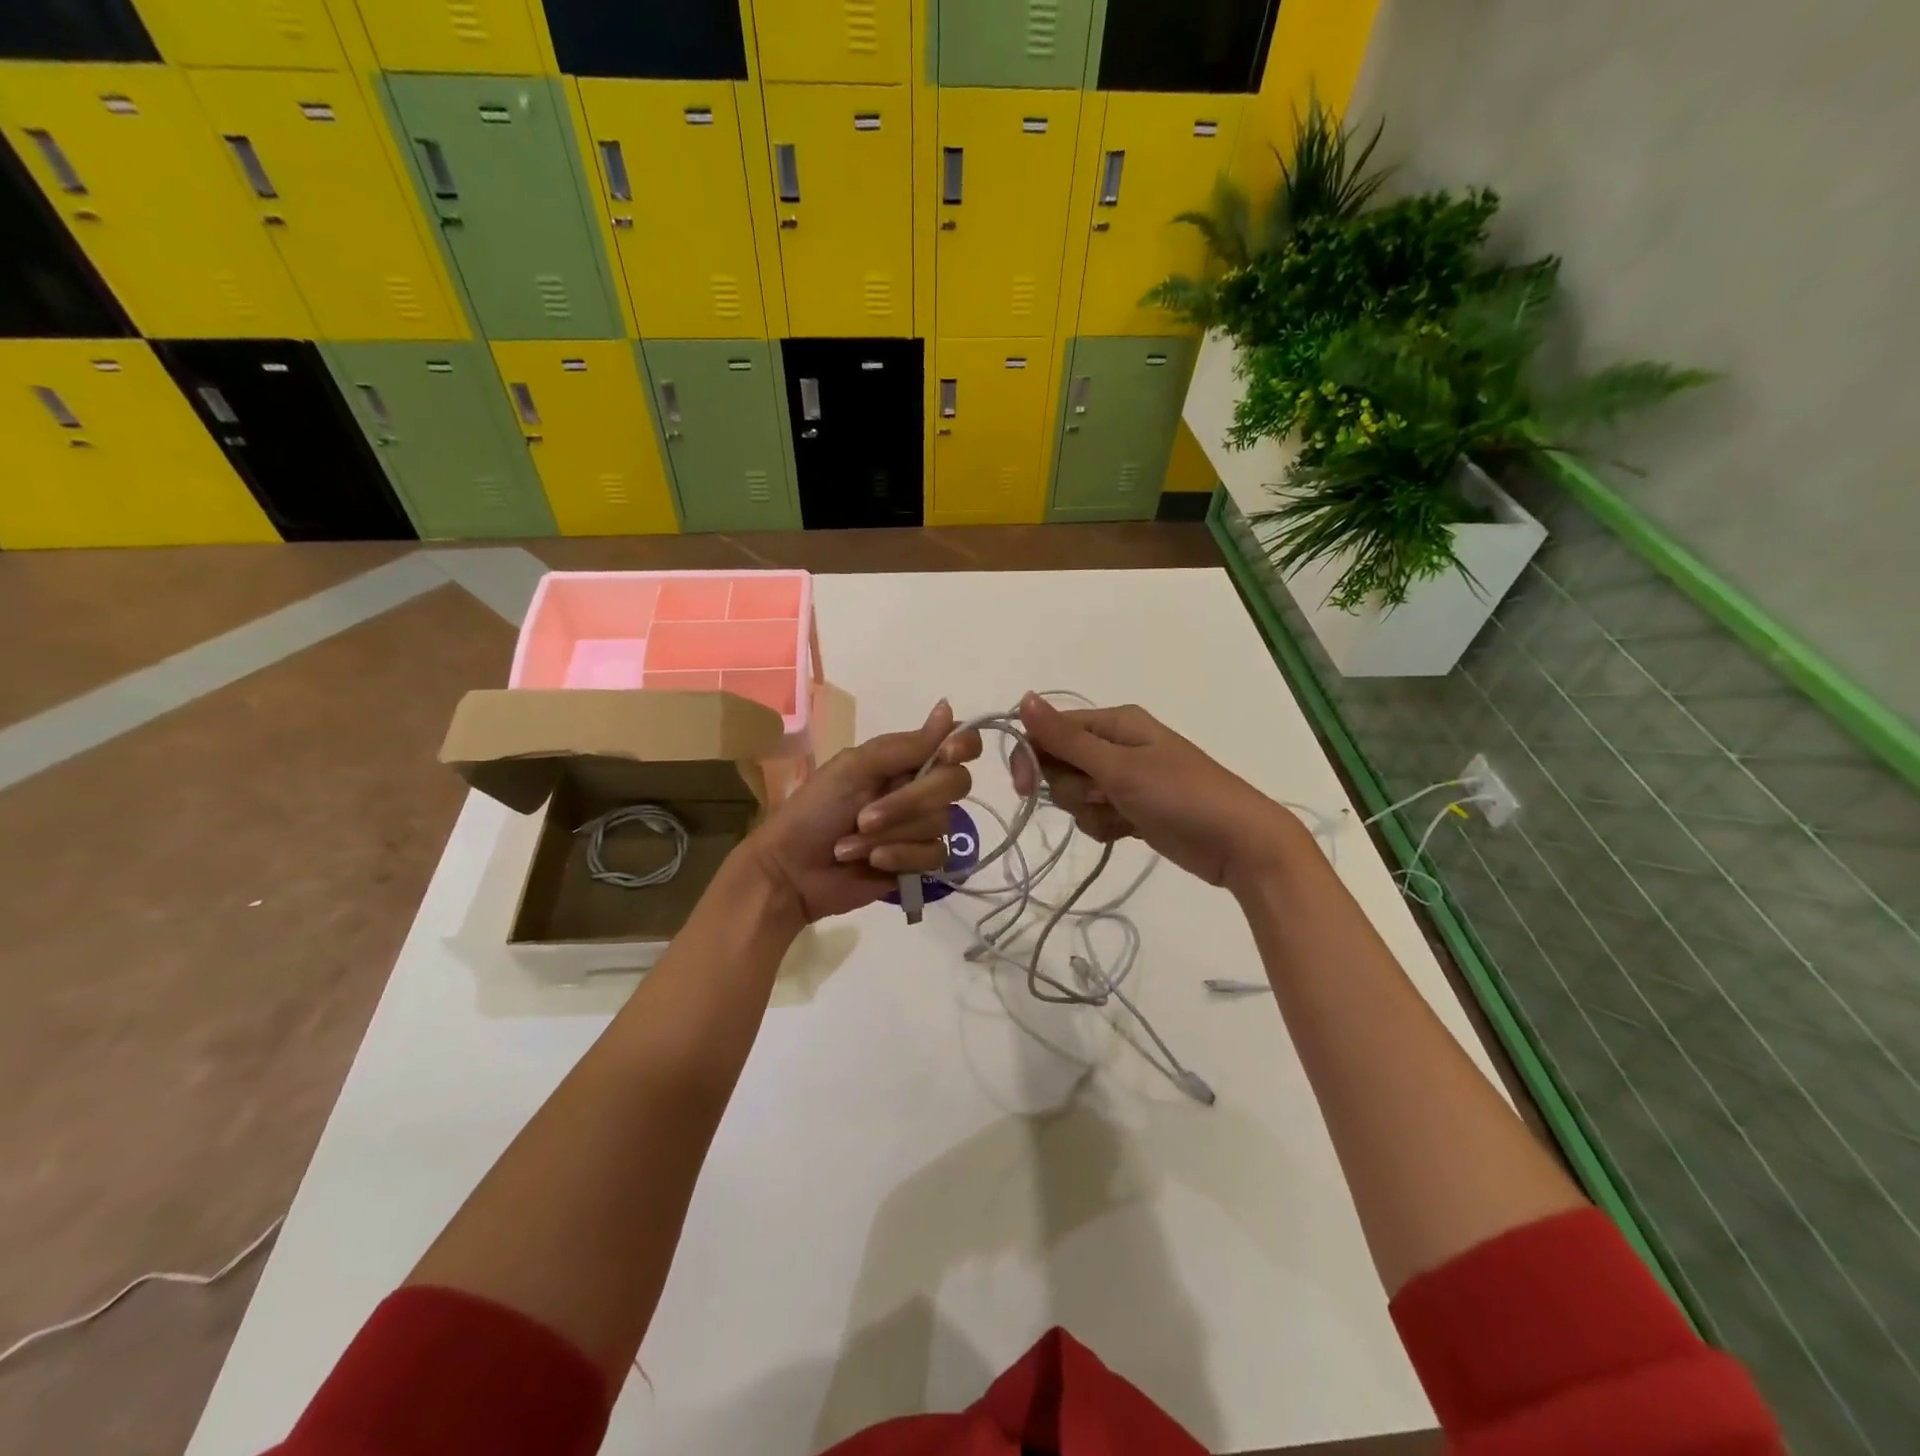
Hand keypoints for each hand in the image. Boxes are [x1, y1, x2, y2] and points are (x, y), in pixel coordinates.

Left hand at [742, 700, 981, 923]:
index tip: (947, 754)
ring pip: (941, 823)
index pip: (959, 744)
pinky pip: (935, 855)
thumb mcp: (854, 768)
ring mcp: (921, 827)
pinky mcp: (919, 862)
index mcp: (906, 760)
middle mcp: (921, 789)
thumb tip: (948, 708)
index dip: (964, 745)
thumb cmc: (815, 809)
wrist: (792, 869)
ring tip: (852, 842)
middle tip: (864, 816)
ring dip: (892, 833)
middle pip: (955, 784)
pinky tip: (873, 862)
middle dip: (908, 803)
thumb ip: (906, 746)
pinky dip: (900, 857)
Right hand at [1011, 694, 1301, 889]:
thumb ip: (1066, 737)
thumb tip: (1024, 697)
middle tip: (1103, 796)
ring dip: (1091, 810)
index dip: (1031, 757)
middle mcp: (1116, 745)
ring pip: (1075, 794)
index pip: (1050, 731)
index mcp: (1114, 723)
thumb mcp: (1118, 766)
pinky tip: (1129, 831)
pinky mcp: (1131, 809)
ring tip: (1124, 815)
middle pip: (1059, 765)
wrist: (1238, 844)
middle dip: (1072, 788)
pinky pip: (1095, 815)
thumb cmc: (1180, 795)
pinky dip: (1105, 826)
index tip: (1024, 789)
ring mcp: (1124, 779)